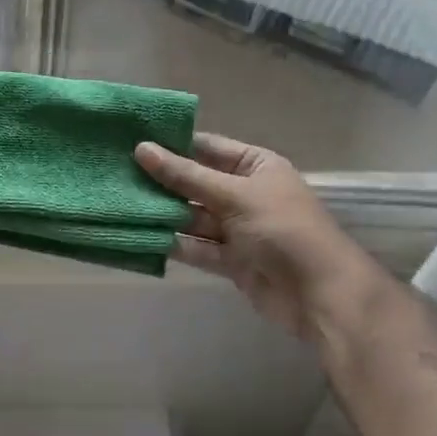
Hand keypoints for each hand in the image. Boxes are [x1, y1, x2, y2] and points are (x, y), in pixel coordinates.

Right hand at [135, 133, 385, 343]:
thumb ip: (185, 176)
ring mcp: (237, 228)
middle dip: (161, 182)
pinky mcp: (230, 260)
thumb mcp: (233, 195)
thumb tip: (142, 149)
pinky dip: (173, 243)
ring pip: (192, 217)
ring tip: (120, 205)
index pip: (207, 148)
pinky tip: (141, 236)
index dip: (172, 145)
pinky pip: (196, 246)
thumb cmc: (282, 229)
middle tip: (116, 174)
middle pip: (195, 183)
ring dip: (163, 214)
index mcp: (255, 166)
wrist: (320, 294)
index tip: (131, 141)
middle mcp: (244, 193)